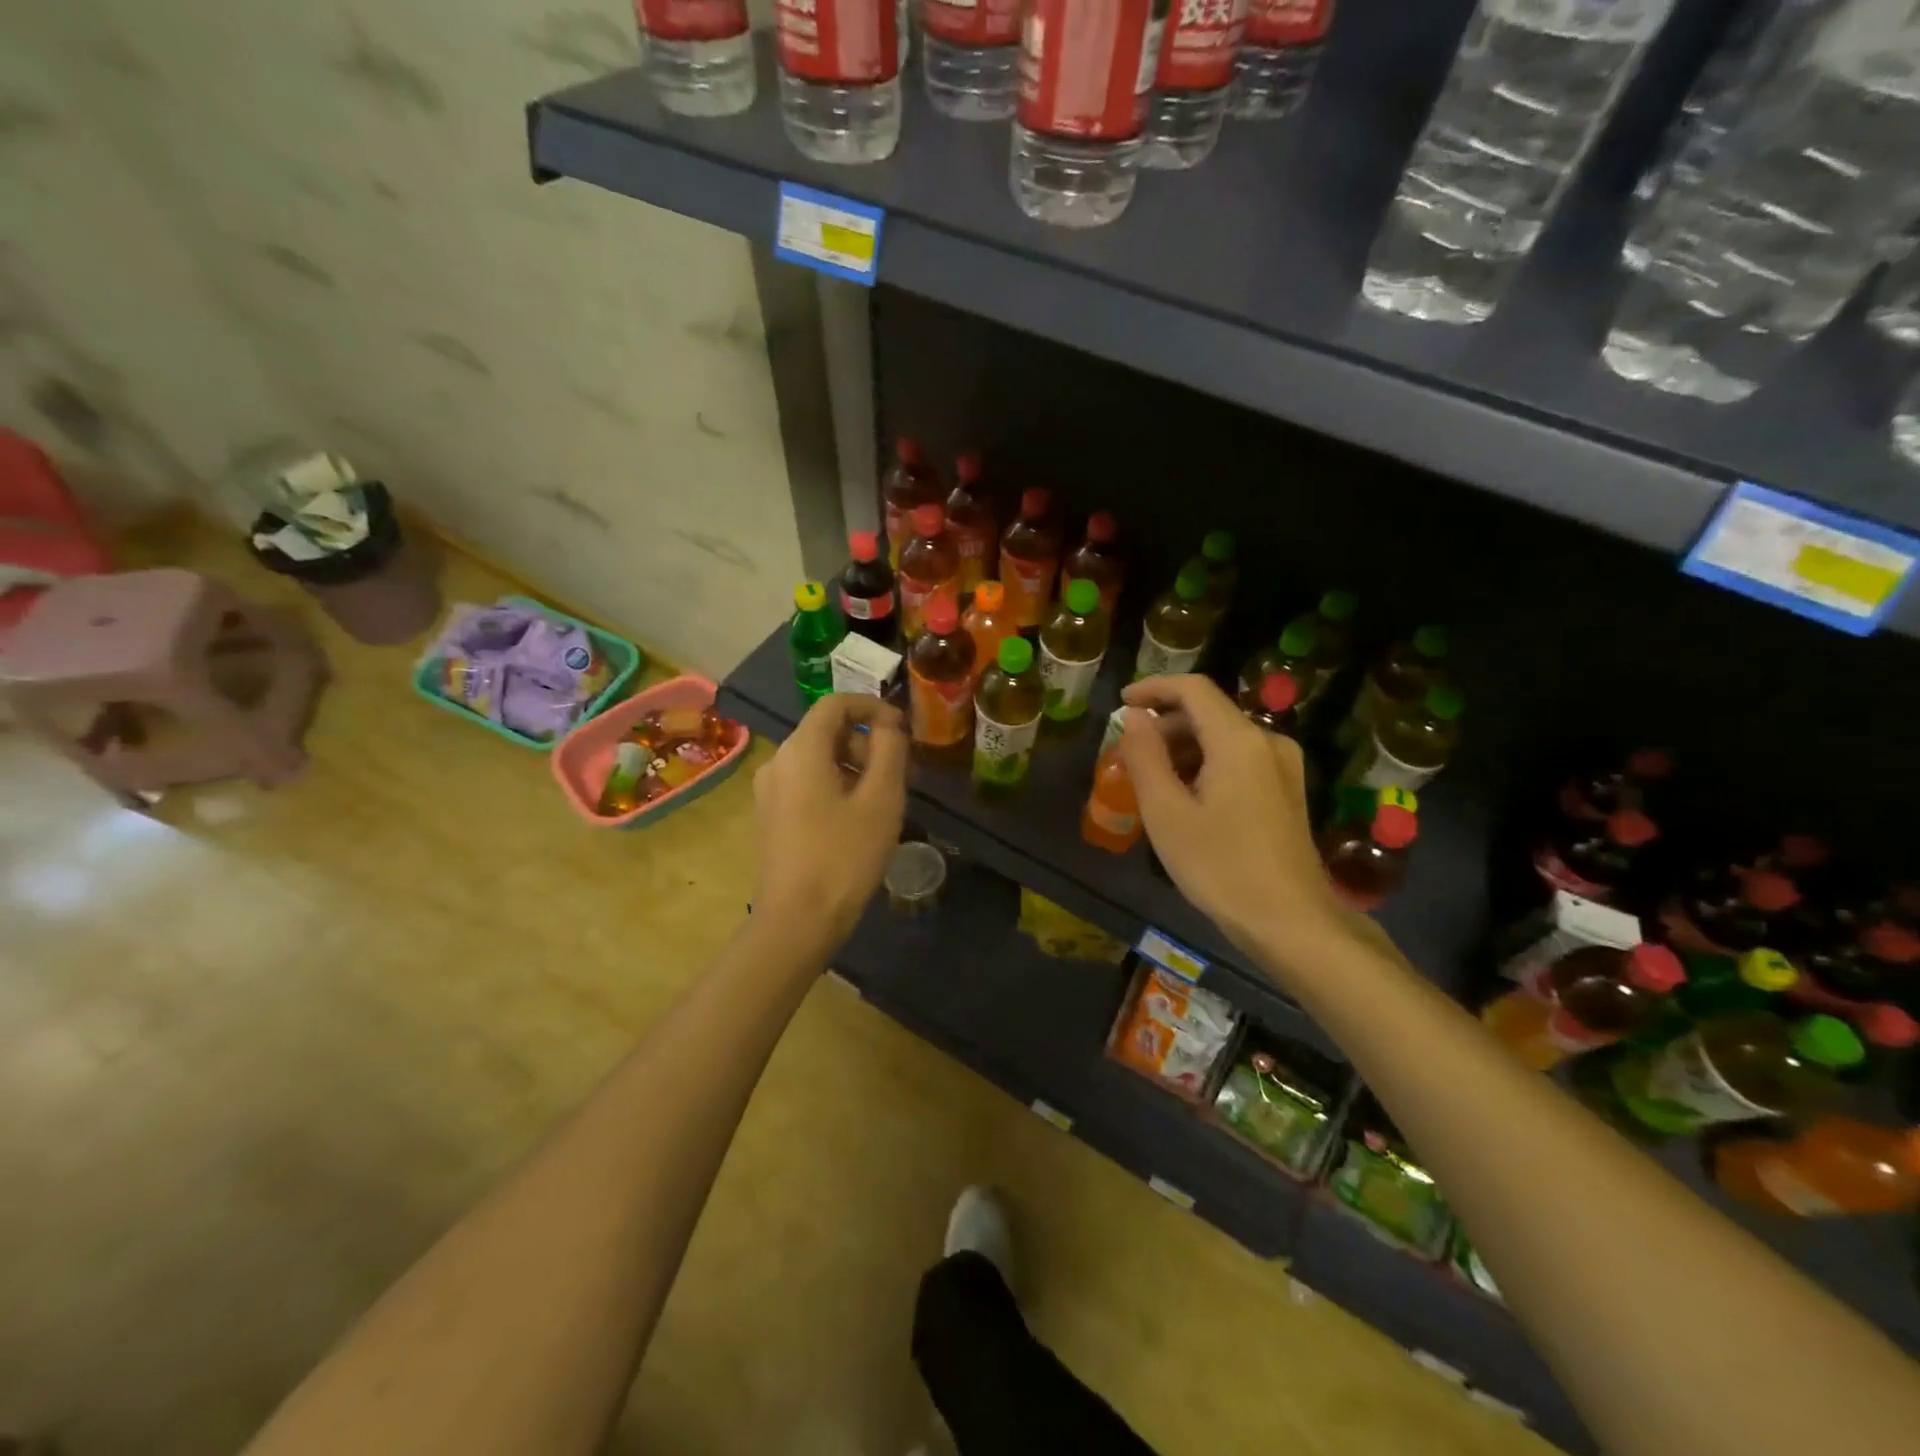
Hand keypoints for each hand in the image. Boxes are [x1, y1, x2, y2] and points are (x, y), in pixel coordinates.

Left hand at [753, 694, 908, 950]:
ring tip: (886, 800)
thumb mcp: (881, 799)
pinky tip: (860, 819)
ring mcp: (770, 791)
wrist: (797, 922)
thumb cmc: (844, 857)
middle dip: (868, 742)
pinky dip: (837, 785)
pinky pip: (807, 783)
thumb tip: (888, 723)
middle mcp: (777, 762)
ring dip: (856, 766)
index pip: (835, 703)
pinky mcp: (771, 816)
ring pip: (818, 759)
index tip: (903, 730)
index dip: (872, 707)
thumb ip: (889, 750)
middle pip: (827, 731)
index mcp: (800, 750)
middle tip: (902, 774)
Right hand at [1118, 675, 1339, 961]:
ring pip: (1223, 737)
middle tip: (1128, 758)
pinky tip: (1185, 799)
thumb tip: (1134, 717)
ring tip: (1151, 783)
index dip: (1153, 688)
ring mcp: (1283, 766)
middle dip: (1164, 726)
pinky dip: (1205, 765)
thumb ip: (1145, 756)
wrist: (1292, 922)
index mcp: (1239, 740)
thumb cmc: (1221, 867)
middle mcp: (1268, 741)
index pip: (1193, 689)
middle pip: (1208, 713)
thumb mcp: (1167, 813)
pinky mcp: (1287, 790)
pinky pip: (1239, 759)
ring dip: (1182, 748)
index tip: (1121, 704)